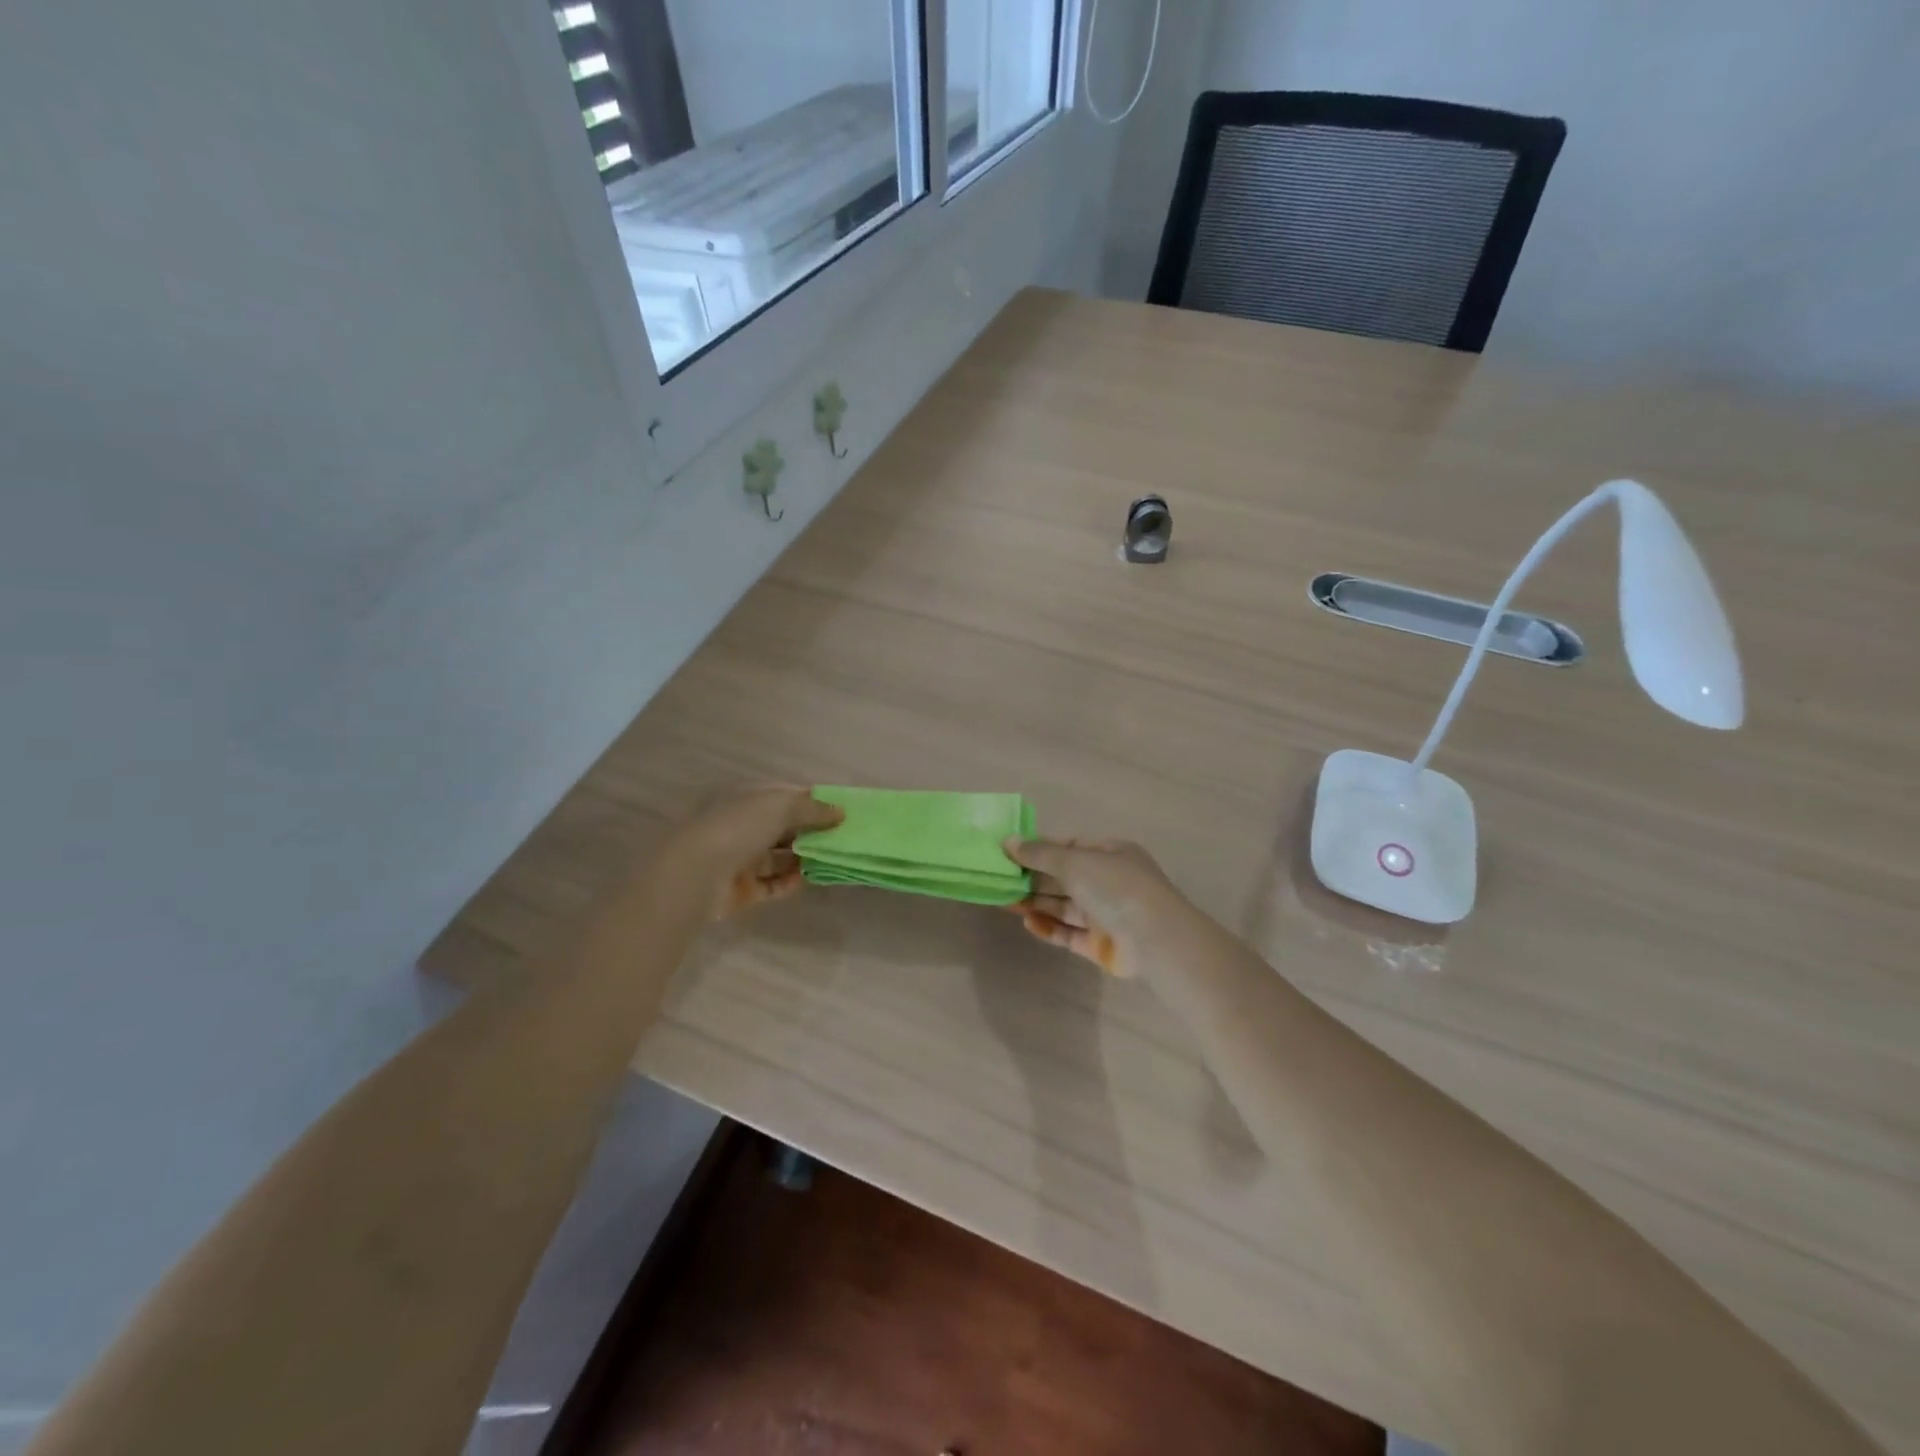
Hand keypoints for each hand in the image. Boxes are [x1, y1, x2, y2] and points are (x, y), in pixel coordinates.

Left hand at [674, 784, 843, 917]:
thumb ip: (813, 808)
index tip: (840, 811)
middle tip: (841, 838)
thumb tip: (840, 811)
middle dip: (811, 832)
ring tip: (830, 860)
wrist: (695, 873)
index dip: (812, 802)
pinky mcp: (740, 889)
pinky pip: (771, 885)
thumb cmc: (739, 827)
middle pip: (783, 827)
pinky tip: (806, 879)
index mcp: (747, 798)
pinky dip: (789, 882)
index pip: (785, 796)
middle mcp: (742, 825)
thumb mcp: (781, 806)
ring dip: (803, 858)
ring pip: (779, 857)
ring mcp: (739, 858)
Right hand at [1002, 836, 1186, 978]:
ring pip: (1065, 906)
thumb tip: (1007, 841)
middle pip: (1065, 878)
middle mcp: (1109, 882)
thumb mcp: (1075, 861)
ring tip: (1005, 901)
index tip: (1009, 853)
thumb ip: (1039, 853)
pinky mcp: (1101, 945)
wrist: (1155, 939)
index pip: (1070, 847)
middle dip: (1034, 878)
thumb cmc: (1115, 887)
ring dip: (1037, 903)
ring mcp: (1106, 915)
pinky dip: (1049, 927)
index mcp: (1111, 854)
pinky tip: (1028, 922)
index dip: (1040, 849)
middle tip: (1000, 880)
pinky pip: (1070, 934)